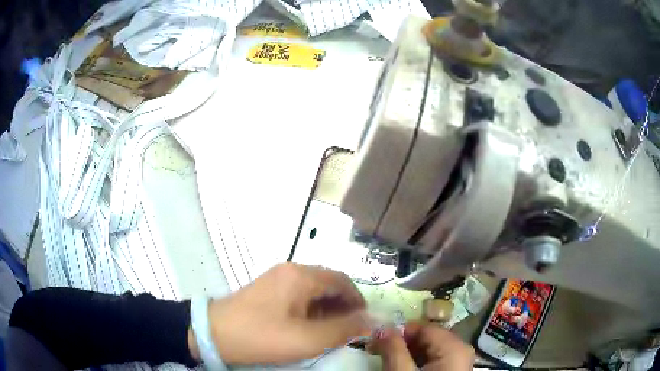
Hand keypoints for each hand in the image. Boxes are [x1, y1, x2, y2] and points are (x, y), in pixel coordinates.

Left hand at [189, 263, 368, 364]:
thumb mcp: (307, 339)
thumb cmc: (262, 336)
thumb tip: (372, 320)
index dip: (358, 301)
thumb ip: (343, 329)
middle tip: (348, 330)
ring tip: (330, 332)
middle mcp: (290, 271)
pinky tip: (308, 328)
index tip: (364, 322)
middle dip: (343, 307)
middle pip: (329, 284)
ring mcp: (277, 279)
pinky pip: (299, 296)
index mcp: (301, 276)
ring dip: (327, 310)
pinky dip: (311, 310)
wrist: (213, 334)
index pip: (343, 281)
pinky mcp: (267, 290)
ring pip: (314, 291)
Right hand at [370, 322, 473, 370]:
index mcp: (453, 347)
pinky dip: (418, 362)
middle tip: (378, 351)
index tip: (377, 341)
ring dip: (408, 353)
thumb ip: (393, 349)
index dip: (399, 332)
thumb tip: (383, 327)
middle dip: (402, 344)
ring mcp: (459, 361)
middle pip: (427, 338)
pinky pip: (435, 360)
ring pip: (430, 349)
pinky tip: (405, 369)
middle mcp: (460, 349)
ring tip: (389, 362)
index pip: (423, 328)